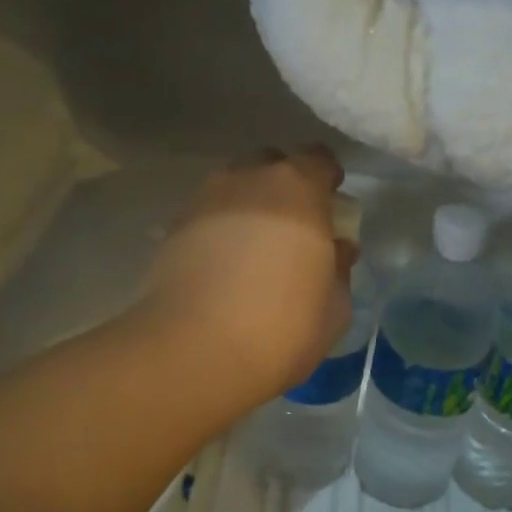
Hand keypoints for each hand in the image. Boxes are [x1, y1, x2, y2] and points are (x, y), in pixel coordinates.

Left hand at [140, 146, 354, 404]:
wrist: (197, 351)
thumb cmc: (283, 327)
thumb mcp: (335, 306)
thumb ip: (339, 268)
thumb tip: (337, 249)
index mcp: (298, 189)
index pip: (319, 160)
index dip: (327, 179)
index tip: (330, 205)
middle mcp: (247, 180)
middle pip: (270, 165)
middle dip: (283, 187)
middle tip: (292, 226)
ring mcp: (204, 201)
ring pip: (232, 187)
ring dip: (246, 206)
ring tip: (252, 248)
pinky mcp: (171, 229)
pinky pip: (205, 217)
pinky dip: (216, 231)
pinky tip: (221, 267)